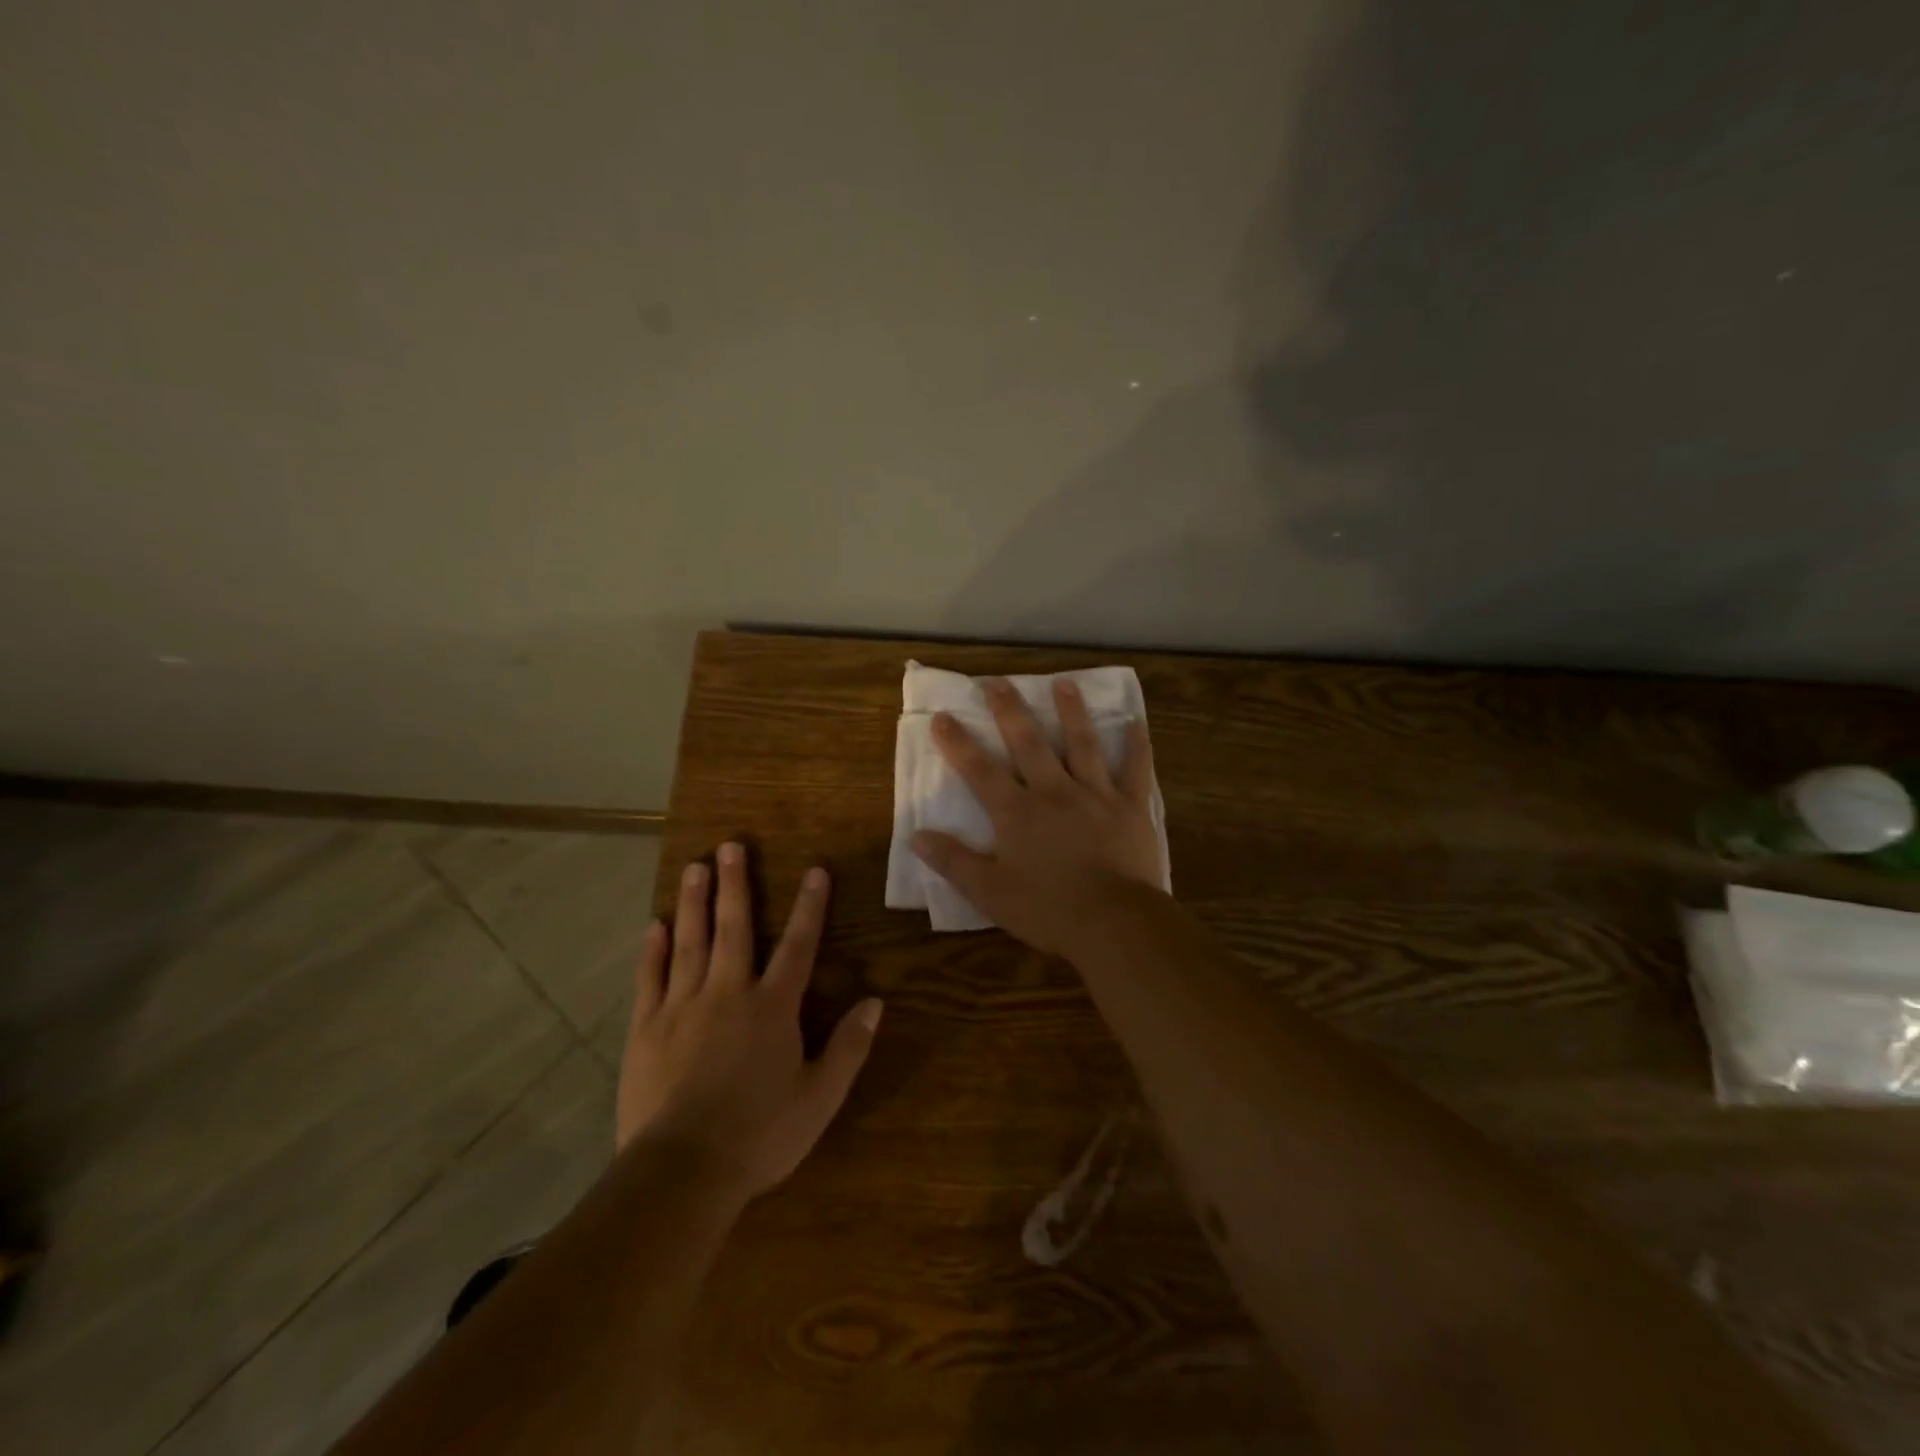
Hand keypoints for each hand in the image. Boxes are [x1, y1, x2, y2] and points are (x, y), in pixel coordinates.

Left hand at [616, 843, 882, 1199]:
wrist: (682, 1171)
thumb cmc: (760, 1135)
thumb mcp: (820, 1098)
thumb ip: (849, 1047)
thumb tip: (875, 1002)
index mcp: (773, 1008)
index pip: (799, 945)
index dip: (810, 907)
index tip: (815, 870)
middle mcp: (728, 993)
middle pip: (735, 928)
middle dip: (735, 884)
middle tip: (730, 846)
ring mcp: (683, 1007)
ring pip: (690, 942)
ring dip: (695, 902)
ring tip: (695, 867)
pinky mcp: (647, 1028)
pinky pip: (651, 978)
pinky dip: (653, 950)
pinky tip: (655, 925)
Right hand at [910, 677, 1165, 955]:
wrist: (1114, 923)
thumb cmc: (1048, 910)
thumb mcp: (989, 893)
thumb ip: (953, 862)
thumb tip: (916, 836)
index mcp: (1017, 813)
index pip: (980, 771)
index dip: (958, 743)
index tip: (943, 716)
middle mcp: (1054, 793)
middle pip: (1029, 744)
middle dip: (1010, 711)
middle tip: (998, 681)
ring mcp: (1096, 796)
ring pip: (1082, 745)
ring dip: (1072, 712)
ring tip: (1064, 683)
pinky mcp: (1131, 808)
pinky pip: (1135, 770)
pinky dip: (1137, 746)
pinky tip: (1136, 722)